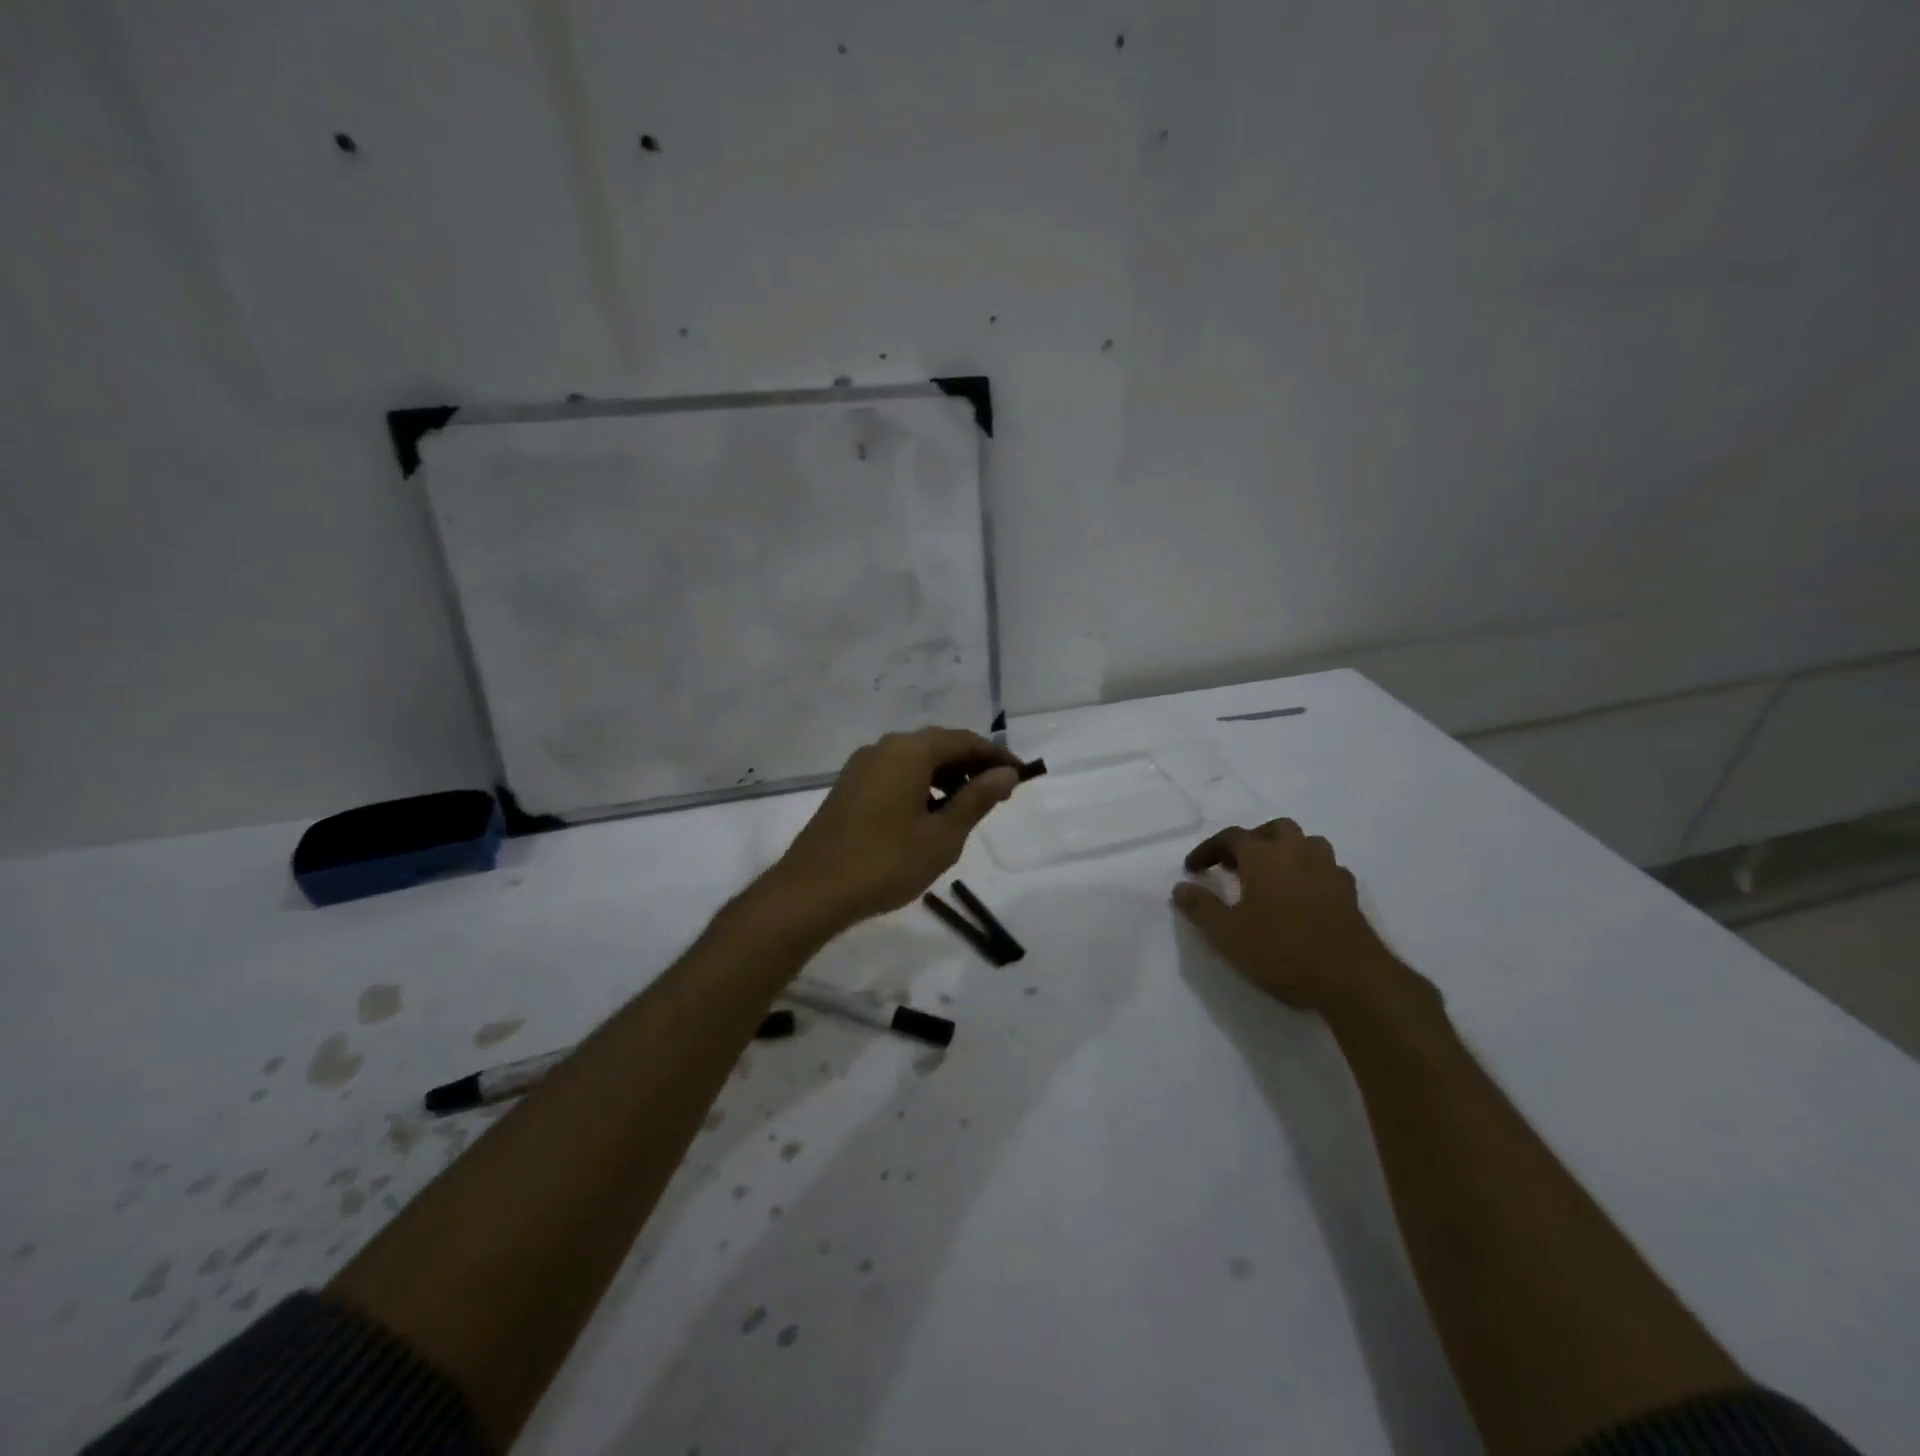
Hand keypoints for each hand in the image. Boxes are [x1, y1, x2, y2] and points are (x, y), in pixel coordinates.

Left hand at [770, 728, 1021, 929]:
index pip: (964, 741)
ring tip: (970, 806)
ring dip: (947, 776)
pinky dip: (921, 786)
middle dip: (972, 765)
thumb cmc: (885, 862)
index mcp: (909, 752)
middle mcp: (883, 748)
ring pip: (915, 761)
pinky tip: (931, 814)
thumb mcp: (942, 836)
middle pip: (938, 745)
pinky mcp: (849, 788)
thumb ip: (976, 800)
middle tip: (1000, 791)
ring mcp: (861, 767)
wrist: (811, 891)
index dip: (996, 756)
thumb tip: (1006, 774)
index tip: (1022, 774)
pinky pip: (895, 775)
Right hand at [1172, 820, 1434, 1021]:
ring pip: (1306, 843)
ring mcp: (1328, 870)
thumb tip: (1180, 887)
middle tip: (1235, 866)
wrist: (1352, 979)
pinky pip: (1326, 869)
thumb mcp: (1227, 934)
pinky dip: (1310, 873)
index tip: (1193, 869)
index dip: (1208, 849)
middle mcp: (1297, 852)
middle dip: (1252, 841)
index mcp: (1263, 856)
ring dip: (1285, 851)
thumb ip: (1201, 907)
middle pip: (1274, 829)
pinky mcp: (1349, 892)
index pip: (1230, 837)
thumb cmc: (1282, 951)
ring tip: (1270, 876)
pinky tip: (1303, 895)